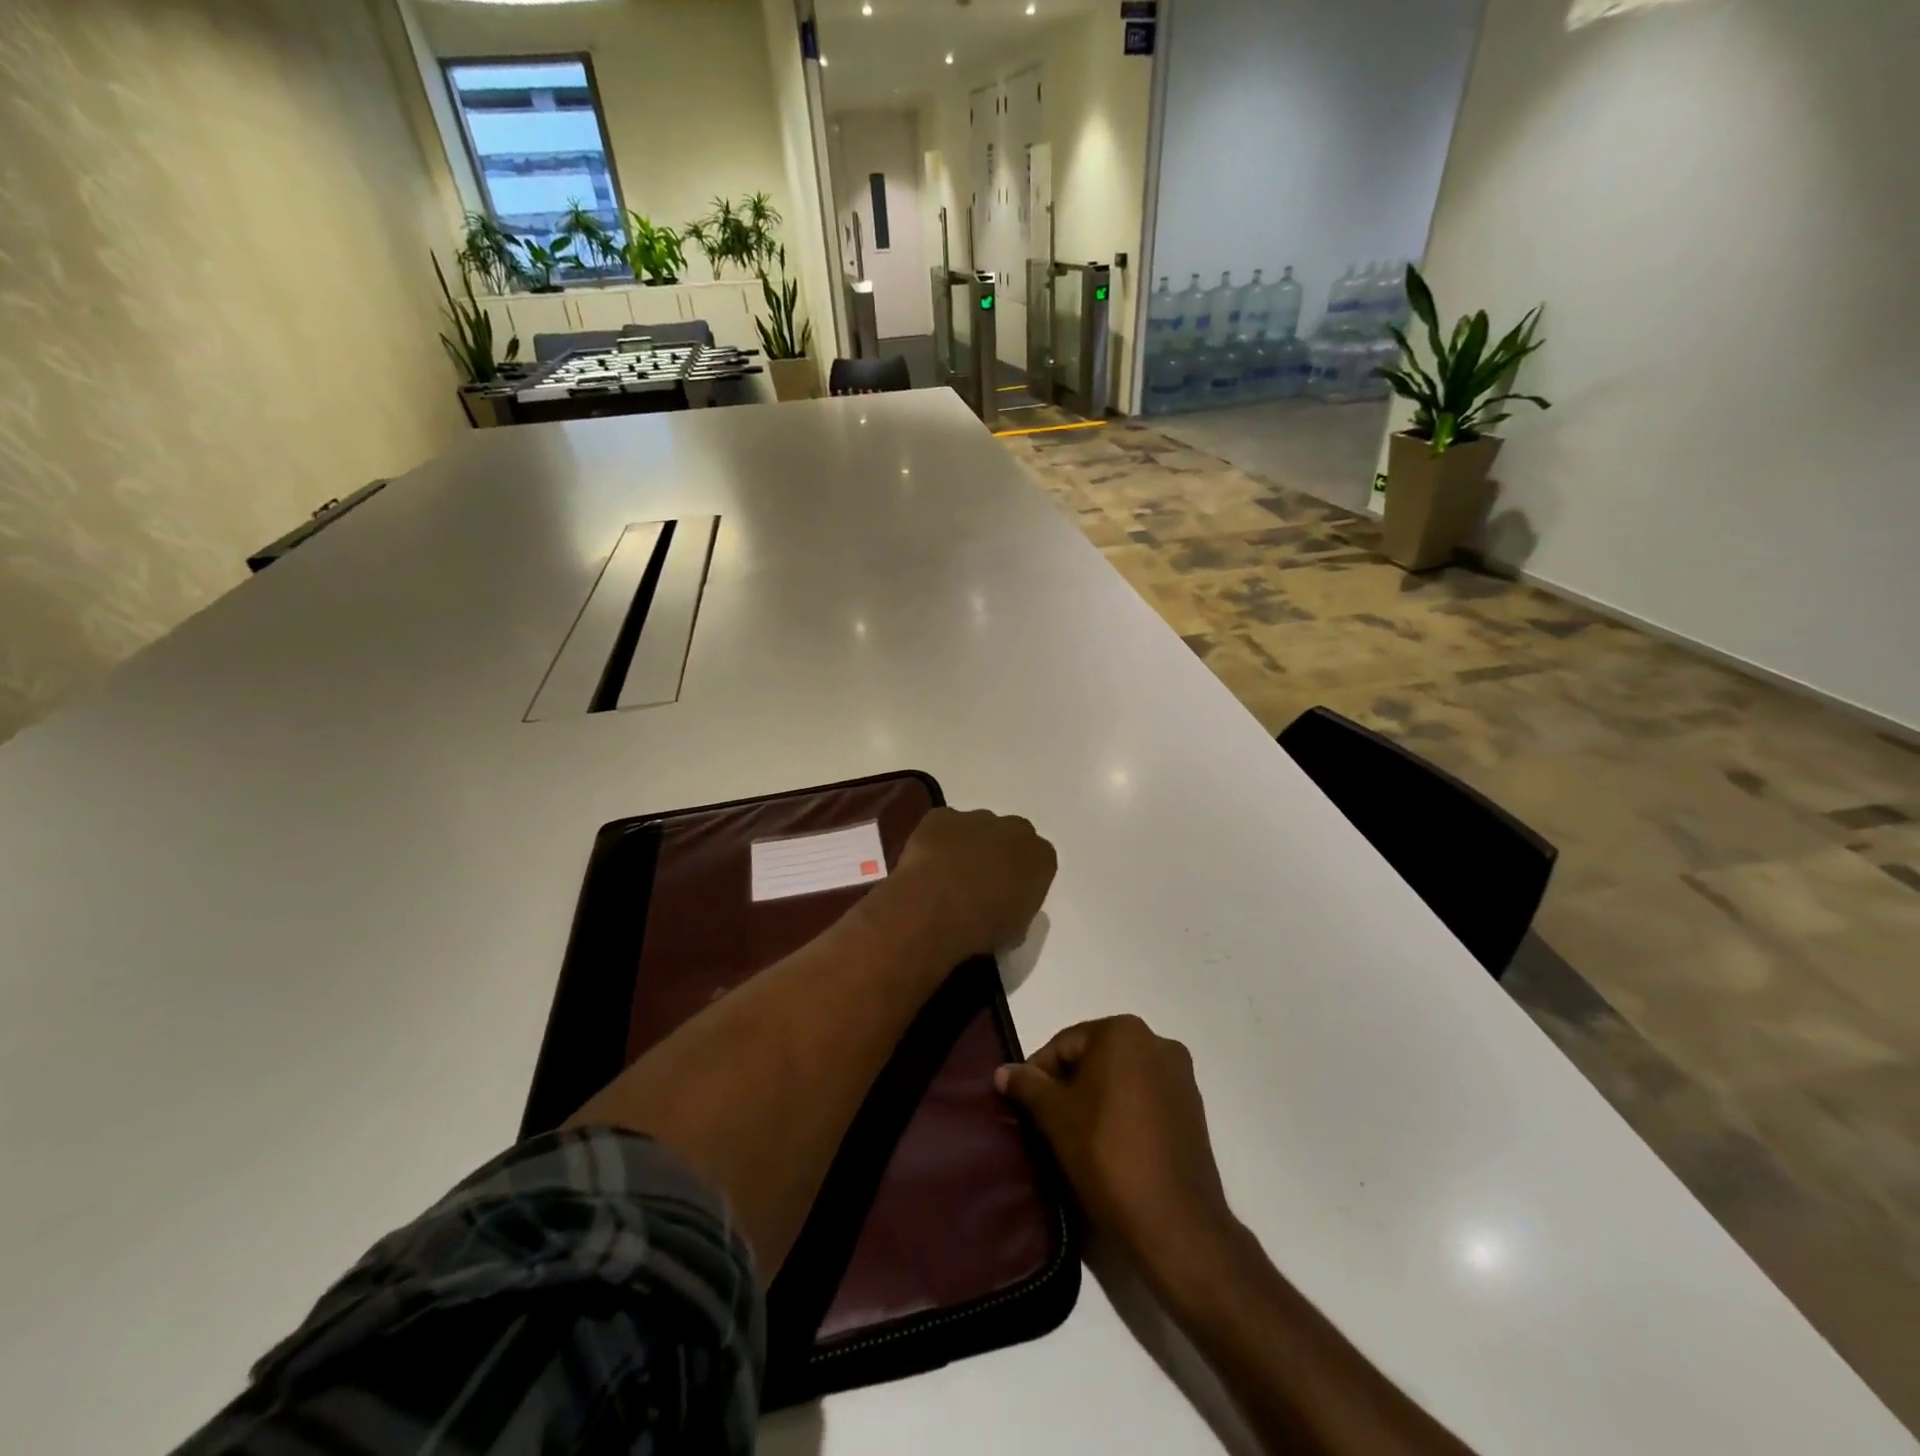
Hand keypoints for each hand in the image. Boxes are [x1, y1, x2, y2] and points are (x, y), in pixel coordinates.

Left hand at [884, 807, 1055, 961]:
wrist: (937, 909)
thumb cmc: (983, 926)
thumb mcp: (1015, 932)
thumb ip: (1018, 909)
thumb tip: (1006, 907)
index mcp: (1041, 857)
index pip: (1039, 862)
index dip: (1021, 878)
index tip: (1008, 896)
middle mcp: (1014, 829)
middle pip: (1011, 836)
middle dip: (998, 853)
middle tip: (980, 883)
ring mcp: (976, 818)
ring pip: (976, 827)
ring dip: (967, 845)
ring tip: (948, 876)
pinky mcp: (941, 816)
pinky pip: (943, 825)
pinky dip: (937, 840)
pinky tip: (928, 865)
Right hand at [996, 1015, 1232, 1269]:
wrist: (1176, 1225)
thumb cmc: (1108, 1155)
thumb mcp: (1056, 1117)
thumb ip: (1027, 1086)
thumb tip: (1002, 1071)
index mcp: (1124, 1032)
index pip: (1065, 1044)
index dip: (1038, 1074)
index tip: (1024, 1106)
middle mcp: (1157, 1042)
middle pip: (1094, 1058)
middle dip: (1068, 1086)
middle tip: (1046, 1123)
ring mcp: (1180, 1077)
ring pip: (1120, 1080)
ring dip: (1094, 1100)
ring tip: (1074, 1137)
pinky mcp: (1193, 1110)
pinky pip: (1144, 1100)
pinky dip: (1122, 1113)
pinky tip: (1108, 1146)